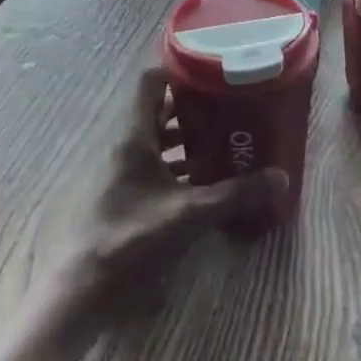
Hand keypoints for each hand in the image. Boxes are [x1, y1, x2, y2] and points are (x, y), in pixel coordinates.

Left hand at [47, 67, 286, 324]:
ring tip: (221, 143)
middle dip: (191, 108)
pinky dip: (173, 169)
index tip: (213, 70)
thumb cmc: (131, 238)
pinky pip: (149, 169)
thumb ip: (235, 194)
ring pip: (153, 142)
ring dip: (184, 141)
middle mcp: (123, 145)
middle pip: (156, 111)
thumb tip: (281, 177)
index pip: (151, 81)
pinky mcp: (116, 197)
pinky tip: (198, 185)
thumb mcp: (189, 215)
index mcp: (133, 135)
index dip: (179, 69)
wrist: (79, 290)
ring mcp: (116, 172)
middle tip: (228, 109)